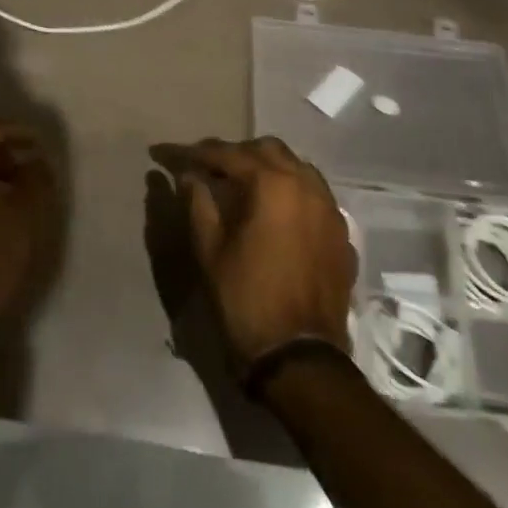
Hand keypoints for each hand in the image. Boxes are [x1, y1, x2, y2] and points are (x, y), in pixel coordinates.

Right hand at [150, 137, 355, 367]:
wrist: (300, 358)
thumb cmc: (246, 300)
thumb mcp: (210, 250)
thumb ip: (198, 203)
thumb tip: (188, 175)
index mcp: (272, 184)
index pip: (226, 154)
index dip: (193, 153)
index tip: (166, 154)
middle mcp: (306, 185)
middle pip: (267, 149)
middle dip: (235, 153)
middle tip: (207, 169)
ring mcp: (330, 208)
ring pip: (296, 167)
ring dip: (267, 168)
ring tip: (242, 186)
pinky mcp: (341, 233)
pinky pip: (314, 194)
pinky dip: (291, 191)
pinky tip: (275, 212)